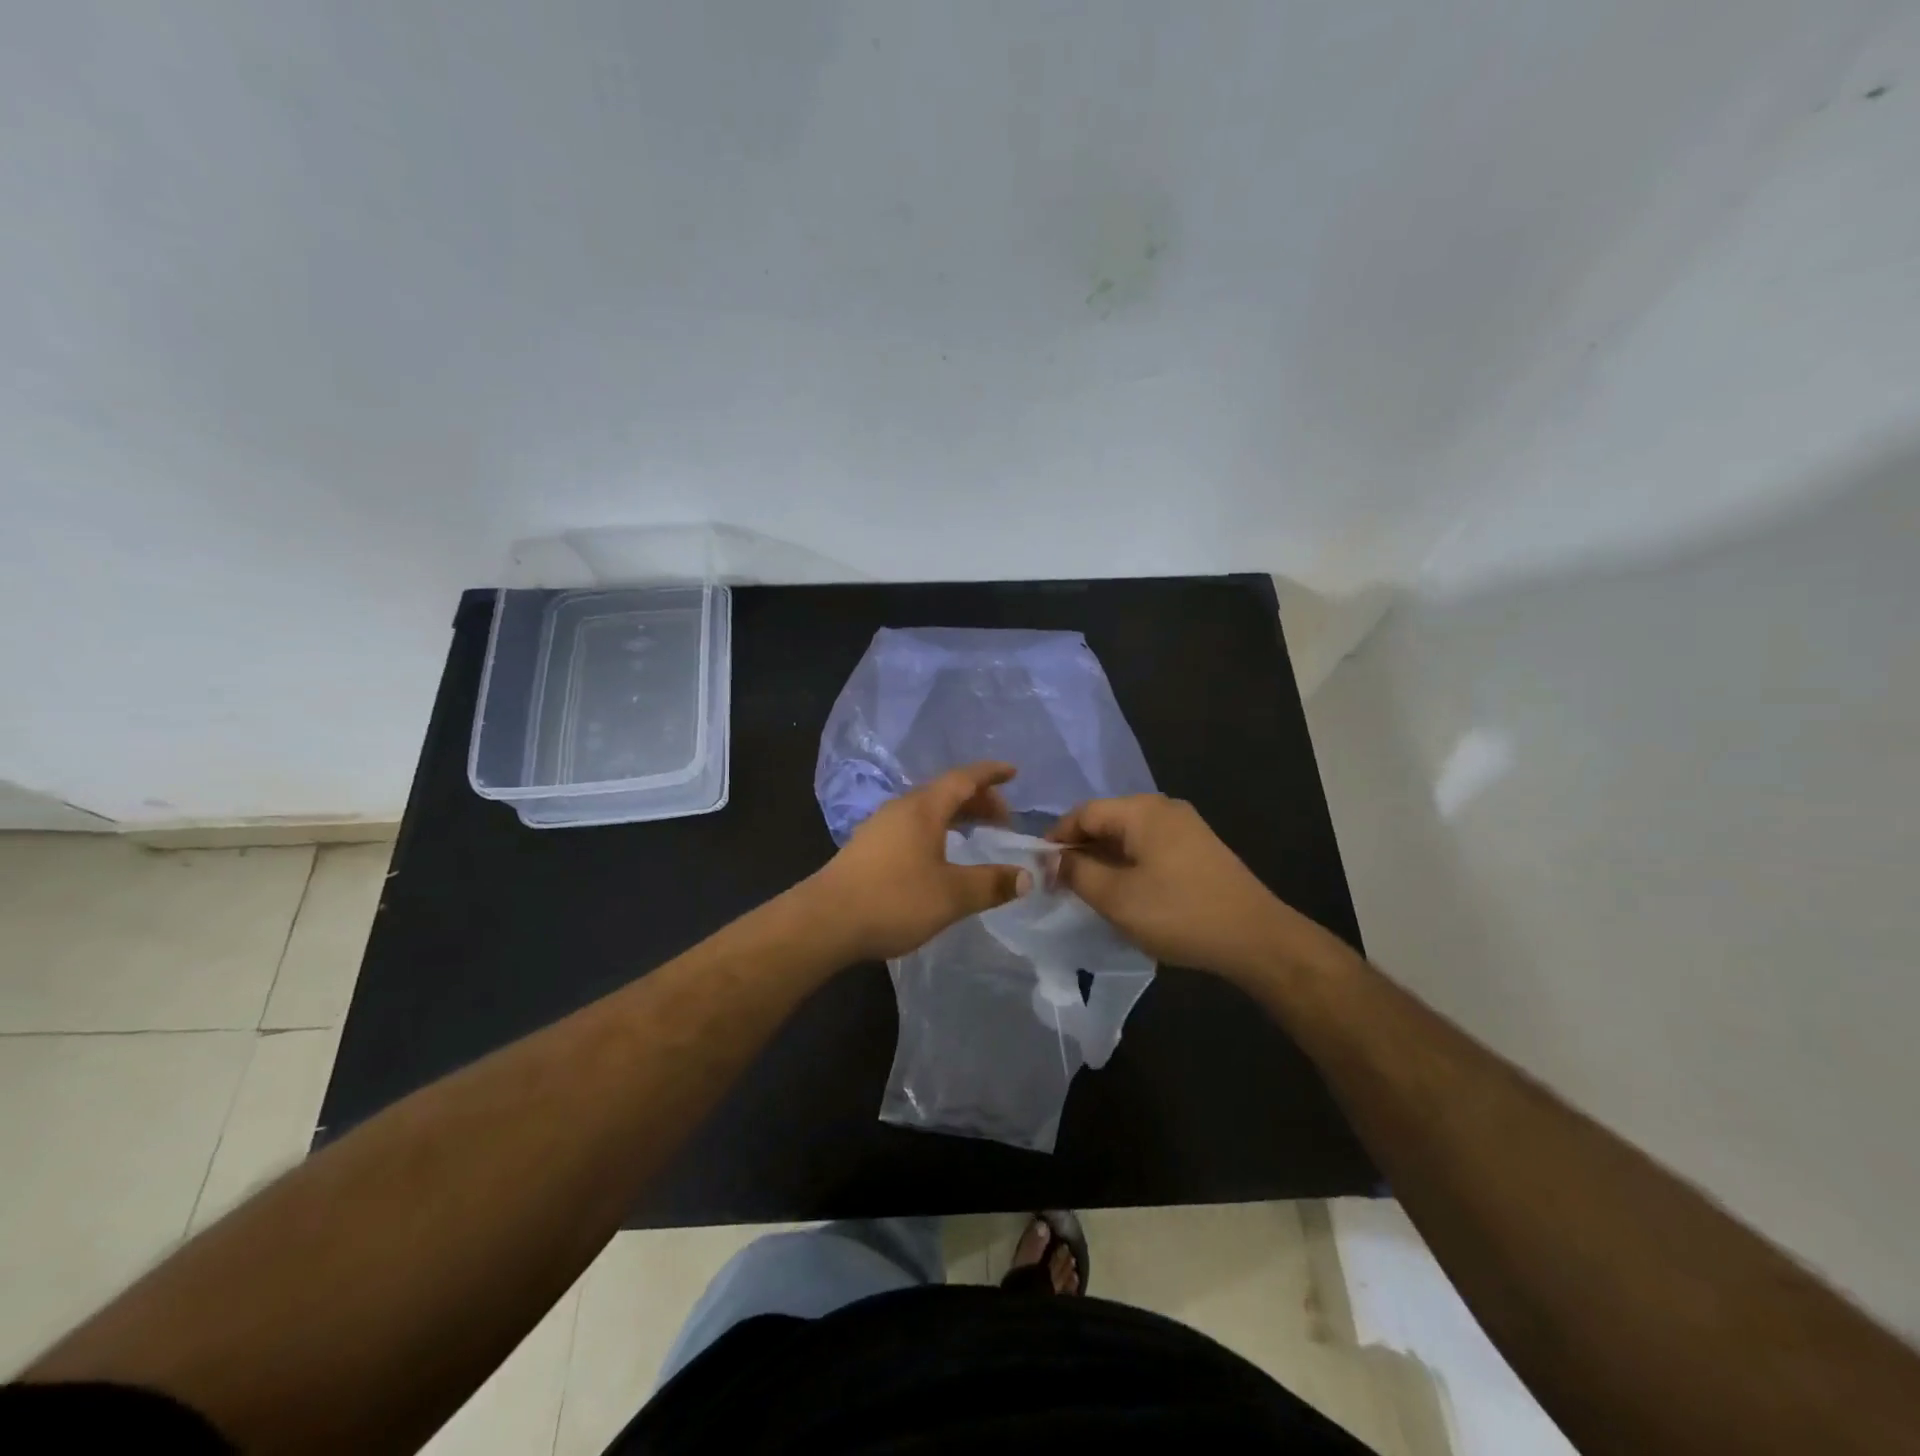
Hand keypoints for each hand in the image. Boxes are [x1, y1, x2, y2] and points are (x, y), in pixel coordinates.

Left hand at [812, 762, 1032, 961]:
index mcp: (923, 809)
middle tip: (1003, 818)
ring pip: (926, 809)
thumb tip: (1025, 877)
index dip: (990, 774)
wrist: (825, 921)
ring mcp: (880, 827)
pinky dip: (936, 829)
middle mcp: (901, 809)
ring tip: (975, 833)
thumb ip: (991, 884)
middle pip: (945, 792)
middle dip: (977, 799)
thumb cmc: (893, 900)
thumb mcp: (952, 896)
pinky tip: (938, 855)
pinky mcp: (867, 847)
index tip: (1013, 771)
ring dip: (955, 815)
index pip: (964, 779)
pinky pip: (912, 825)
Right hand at [1049, 794, 1290, 979]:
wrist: (1257, 938)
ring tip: (1088, 891)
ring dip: (1104, 860)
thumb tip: (1052, 860)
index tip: (1039, 869)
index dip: (1056, 839)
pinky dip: (1129, 865)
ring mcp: (1185, 827)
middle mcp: (1163, 808)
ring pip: (1128, 836)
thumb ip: (1077, 873)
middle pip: (1106, 820)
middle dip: (1080, 850)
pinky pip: (1150, 847)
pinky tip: (1124, 893)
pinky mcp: (1198, 848)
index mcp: (1141, 810)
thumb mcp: (1116, 898)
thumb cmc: (1179, 913)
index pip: (1083, 813)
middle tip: (1061, 884)